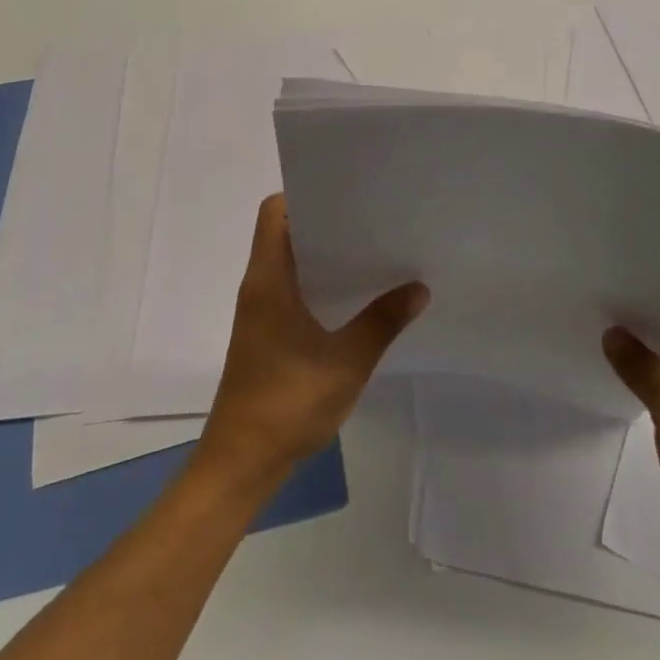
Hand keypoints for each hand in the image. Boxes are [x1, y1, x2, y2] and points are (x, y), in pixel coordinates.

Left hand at [197, 194, 428, 490]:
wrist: (240, 465)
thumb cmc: (286, 404)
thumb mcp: (346, 362)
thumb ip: (382, 321)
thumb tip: (419, 287)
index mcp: (268, 278)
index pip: (274, 211)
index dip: (304, 194)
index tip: (346, 194)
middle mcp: (259, 285)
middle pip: (286, 232)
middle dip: (326, 222)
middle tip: (372, 218)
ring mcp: (260, 311)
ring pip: (290, 262)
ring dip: (324, 255)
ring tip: (372, 250)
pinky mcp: (266, 334)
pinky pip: (292, 289)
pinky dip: (319, 283)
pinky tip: (355, 297)